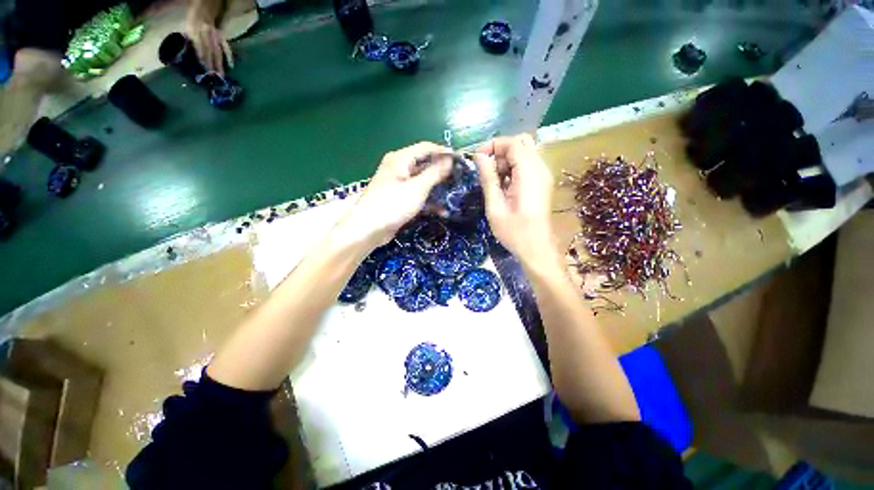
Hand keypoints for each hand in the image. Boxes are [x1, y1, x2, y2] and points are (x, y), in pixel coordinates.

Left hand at [185, 11, 232, 74]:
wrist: (205, 3)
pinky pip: (225, 46)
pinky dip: (229, 55)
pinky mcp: (221, 35)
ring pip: (217, 50)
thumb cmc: (193, 13)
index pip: (199, 46)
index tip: (203, 69)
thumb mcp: (186, 23)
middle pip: (208, 50)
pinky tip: (231, 65)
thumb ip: (188, 36)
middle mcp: (206, 33)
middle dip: (210, 63)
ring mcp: (215, 34)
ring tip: (221, 75)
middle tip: (212, 76)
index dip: (201, 57)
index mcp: (196, 30)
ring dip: (219, 63)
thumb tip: (188, 49)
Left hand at [334, 142, 452, 250]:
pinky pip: (417, 195)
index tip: (460, 160)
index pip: (426, 148)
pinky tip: (441, 211)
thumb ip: (435, 173)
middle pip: (424, 164)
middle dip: (442, 172)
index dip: (443, 152)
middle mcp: (399, 168)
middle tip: (459, 178)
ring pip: (422, 181)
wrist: (369, 229)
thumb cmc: (393, 205)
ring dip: (437, 189)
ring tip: (453, 195)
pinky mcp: (399, 198)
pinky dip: (428, 201)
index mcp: (400, 159)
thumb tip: (450, 160)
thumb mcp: (417, 188)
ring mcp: (399, 184)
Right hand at [473, 134, 557, 270]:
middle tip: (487, 170)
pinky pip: (528, 164)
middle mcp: (540, 169)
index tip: (477, 159)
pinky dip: (514, 168)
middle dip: (500, 151)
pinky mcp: (542, 183)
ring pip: (525, 152)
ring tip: (494, 180)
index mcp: (529, 173)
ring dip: (506, 160)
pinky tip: (504, 186)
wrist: (537, 249)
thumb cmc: (514, 231)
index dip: (493, 145)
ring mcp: (544, 175)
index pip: (513, 142)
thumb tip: (479, 156)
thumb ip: (488, 178)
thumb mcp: (495, 206)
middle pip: (521, 143)